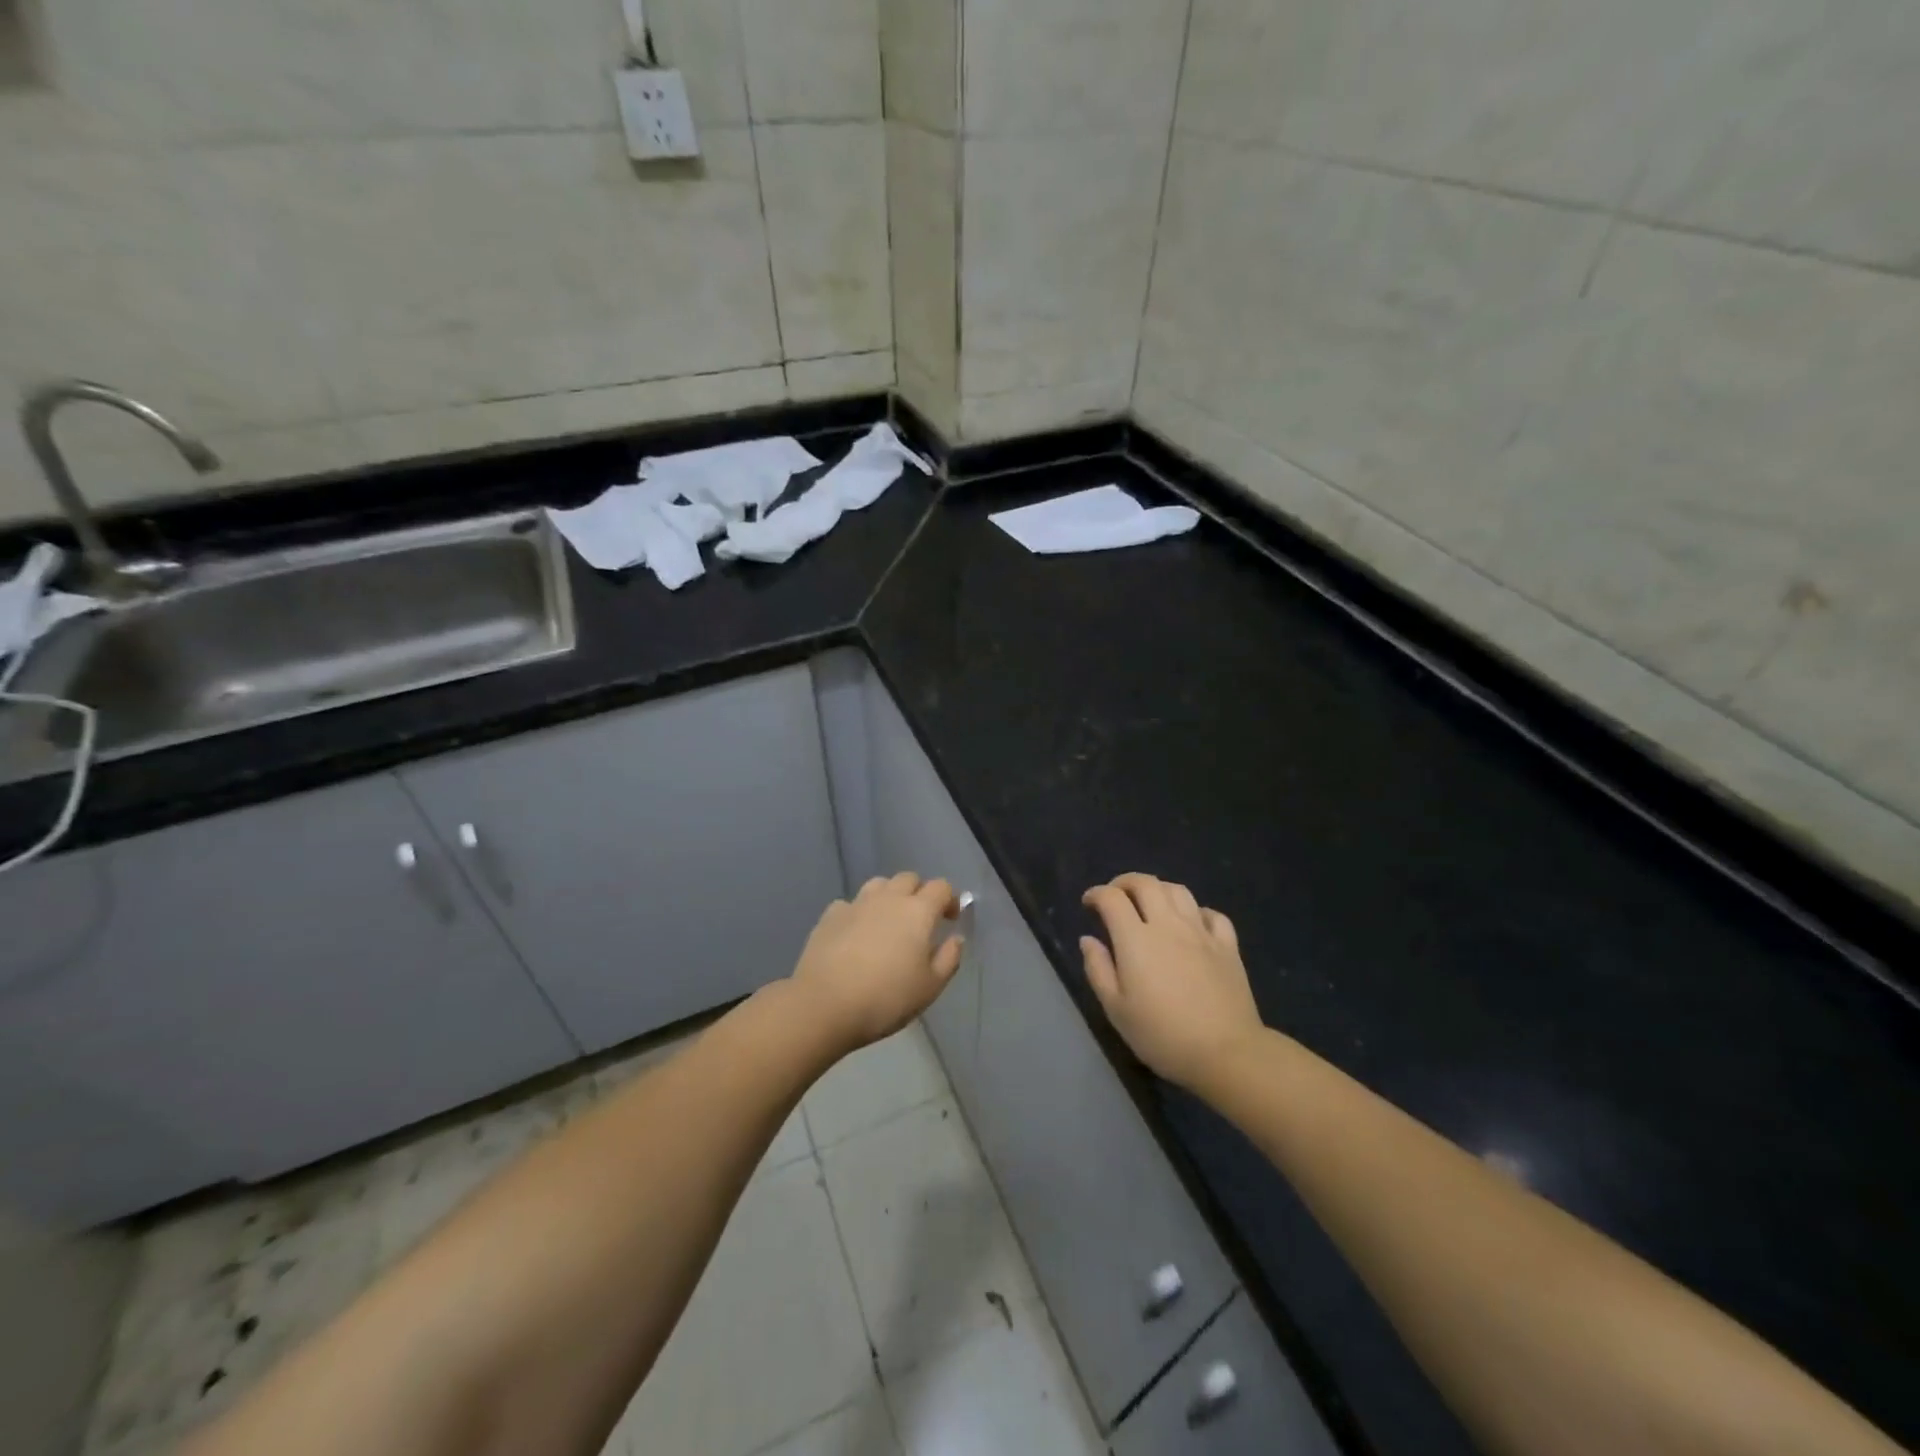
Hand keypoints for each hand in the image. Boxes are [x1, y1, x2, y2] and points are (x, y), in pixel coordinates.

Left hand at [791, 872, 962, 1052]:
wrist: (825, 1004)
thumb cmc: (886, 998)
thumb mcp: (930, 987)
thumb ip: (949, 958)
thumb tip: (955, 938)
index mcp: (918, 911)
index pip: (941, 887)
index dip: (950, 899)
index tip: (951, 919)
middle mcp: (888, 898)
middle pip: (909, 878)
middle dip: (919, 892)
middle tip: (920, 920)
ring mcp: (856, 904)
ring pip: (879, 884)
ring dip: (889, 896)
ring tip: (888, 921)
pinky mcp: (830, 915)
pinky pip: (851, 903)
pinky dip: (859, 912)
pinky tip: (856, 933)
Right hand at [1081, 873, 1264, 1091]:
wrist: (1226, 1053)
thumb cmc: (1162, 1035)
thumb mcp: (1116, 1009)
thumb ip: (1098, 969)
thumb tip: (1088, 940)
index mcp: (1136, 939)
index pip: (1112, 898)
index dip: (1096, 894)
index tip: (1089, 904)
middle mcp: (1168, 925)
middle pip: (1146, 883)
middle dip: (1125, 882)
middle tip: (1115, 896)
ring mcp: (1201, 932)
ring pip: (1178, 891)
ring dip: (1158, 889)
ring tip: (1150, 904)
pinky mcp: (1228, 946)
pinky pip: (1212, 914)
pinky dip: (1196, 911)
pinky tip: (1191, 924)